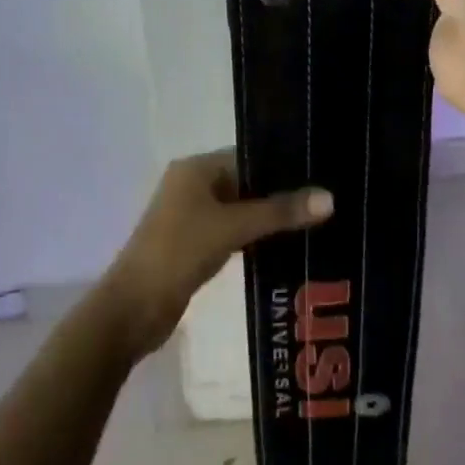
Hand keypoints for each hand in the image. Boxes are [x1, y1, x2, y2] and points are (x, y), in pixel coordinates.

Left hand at [104, 151, 332, 354]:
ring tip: (317, 222)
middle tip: (327, 200)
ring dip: (270, 218)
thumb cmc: (178, 253)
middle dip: (281, 194)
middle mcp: (193, 185)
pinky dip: (256, 237)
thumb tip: (330, 197)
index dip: (283, 165)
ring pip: (241, 209)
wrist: (133, 308)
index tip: (322, 174)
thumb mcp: (232, 228)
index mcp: (196, 168)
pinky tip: (287, 246)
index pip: (248, 156)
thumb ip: (280, 212)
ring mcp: (192, 216)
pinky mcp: (195, 245)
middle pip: (247, 182)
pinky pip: (233, 232)